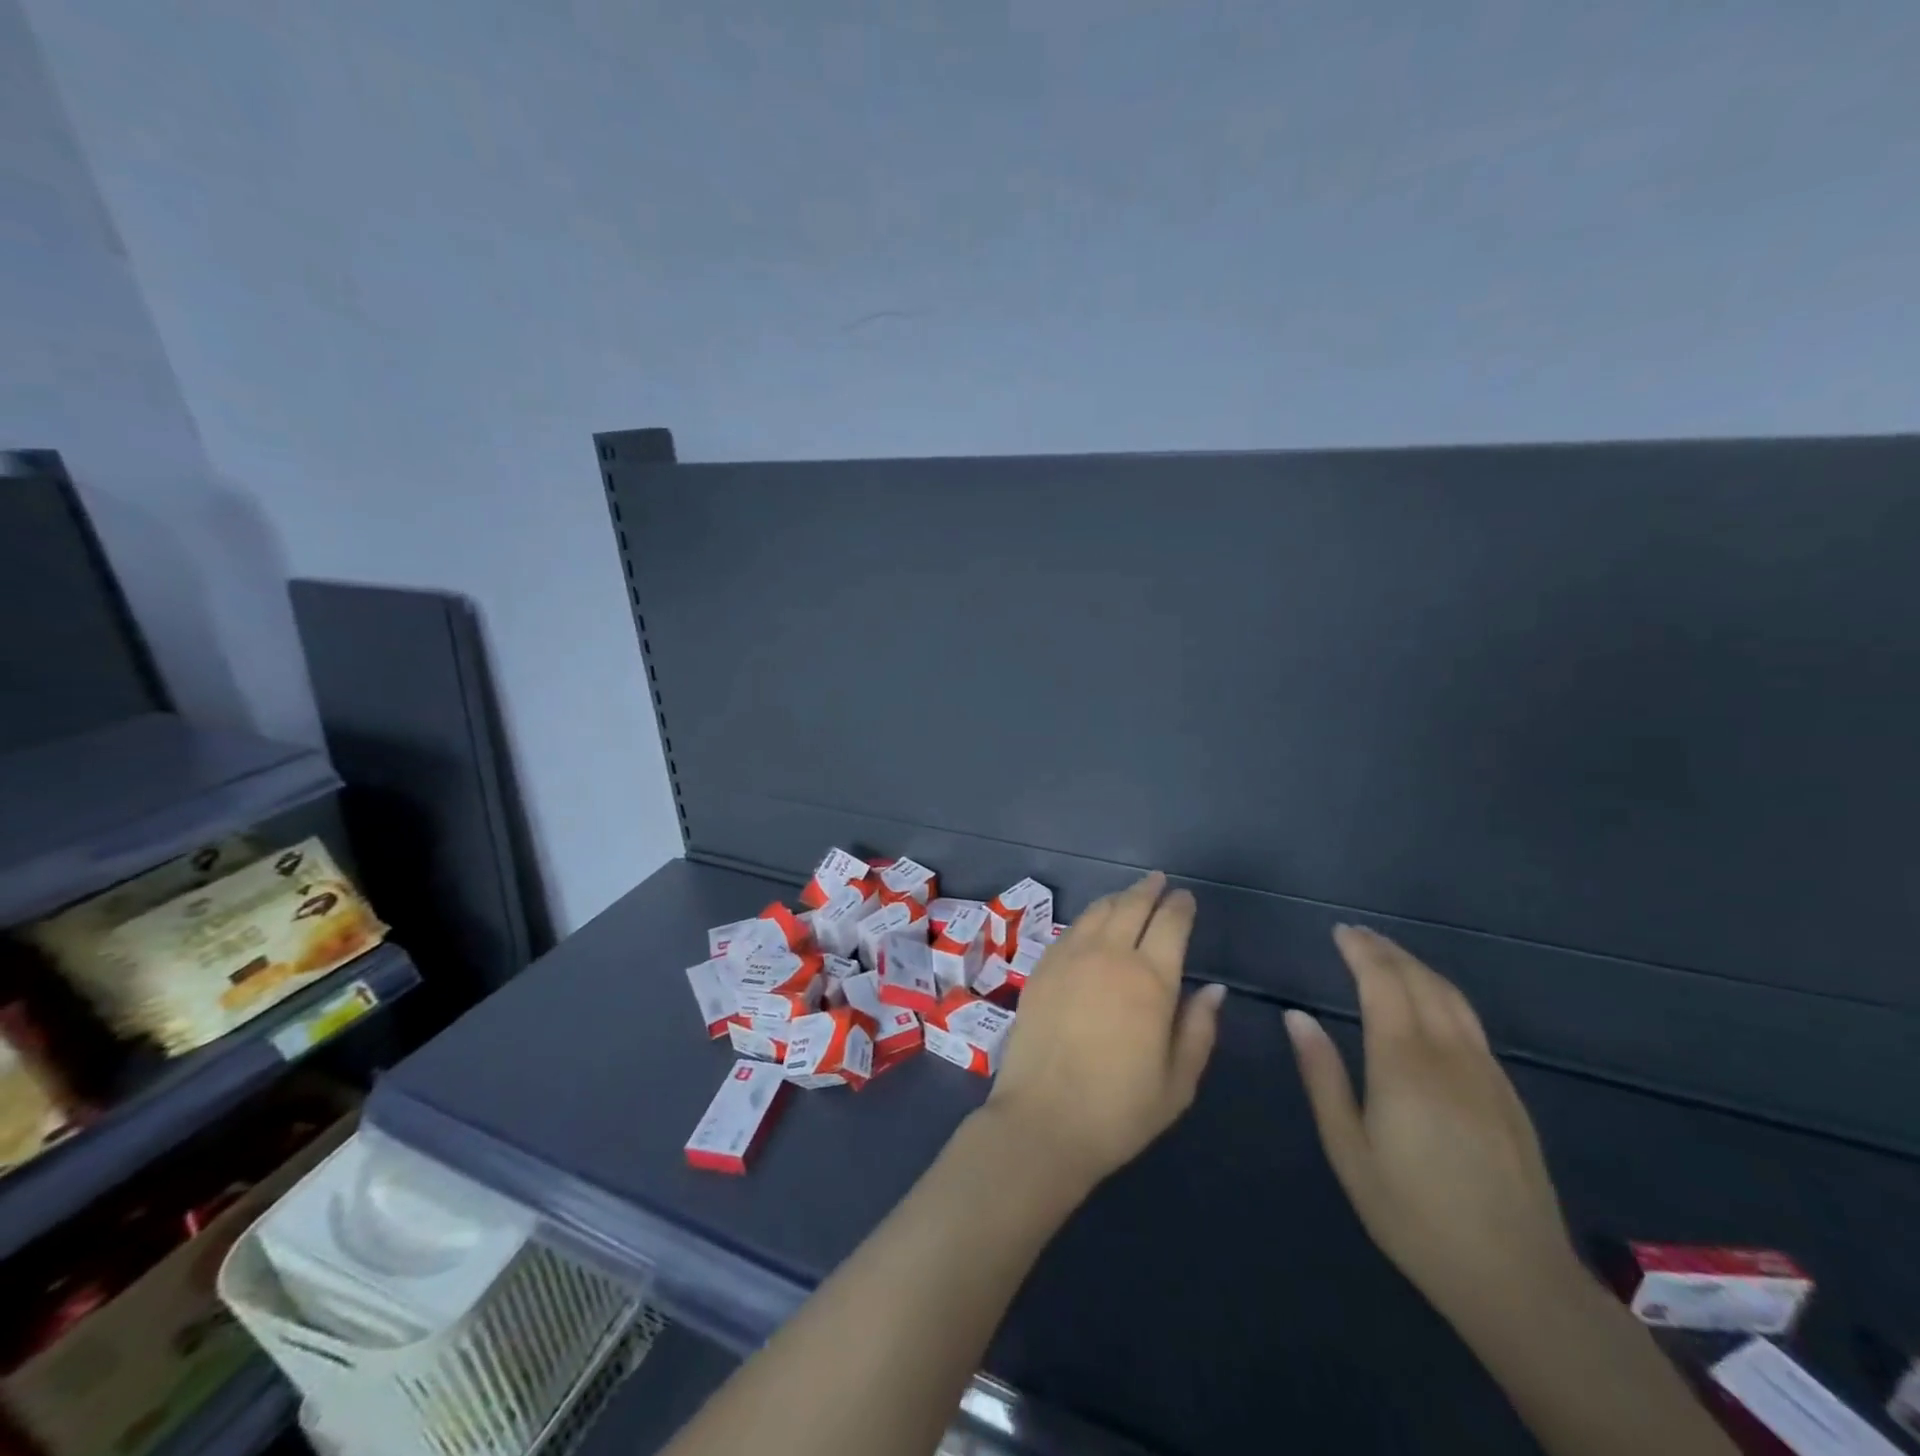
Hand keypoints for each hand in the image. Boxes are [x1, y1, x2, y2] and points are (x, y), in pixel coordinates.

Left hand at [984, 872, 1226, 1190]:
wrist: (1043, 1121)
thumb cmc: (1119, 1110)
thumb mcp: (1178, 1081)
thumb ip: (1198, 1028)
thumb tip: (1214, 989)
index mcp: (1150, 980)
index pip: (1170, 925)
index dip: (1180, 907)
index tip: (1186, 898)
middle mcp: (1109, 956)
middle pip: (1131, 906)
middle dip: (1149, 890)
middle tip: (1159, 881)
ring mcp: (1069, 958)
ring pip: (1098, 911)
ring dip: (1118, 898)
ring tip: (1129, 895)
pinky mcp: (1042, 968)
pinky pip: (1070, 930)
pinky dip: (1088, 918)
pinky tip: (1092, 924)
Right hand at [1287, 926, 1583, 1334]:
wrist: (1517, 1278)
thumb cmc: (1413, 1214)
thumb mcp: (1348, 1149)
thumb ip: (1322, 1076)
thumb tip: (1297, 1017)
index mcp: (1404, 1064)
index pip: (1384, 984)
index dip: (1362, 951)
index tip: (1339, 931)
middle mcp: (1449, 1055)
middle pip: (1420, 981)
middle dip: (1387, 950)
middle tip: (1356, 935)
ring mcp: (1485, 1072)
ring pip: (1452, 998)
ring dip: (1416, 967)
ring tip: (1387, 955)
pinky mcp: (1506, 1093)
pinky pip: (1470, 1022)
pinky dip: (1442, 994)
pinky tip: (1428, 1003)